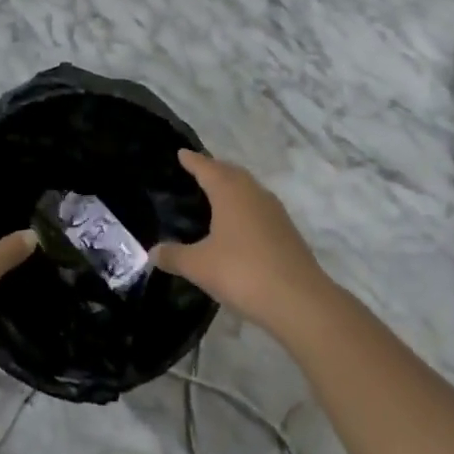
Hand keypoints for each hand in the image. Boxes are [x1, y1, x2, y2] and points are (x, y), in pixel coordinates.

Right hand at [153, 151, 331, 333]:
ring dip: (231, 188)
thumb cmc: (242, 272)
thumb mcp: (199, 266)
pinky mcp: (286, 232)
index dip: (192, 161)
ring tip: (214, 197)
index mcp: (230, 191)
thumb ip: (174, 256)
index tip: (181, 153)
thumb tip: (153, 252)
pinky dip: (244, 208)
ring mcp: (274, 212)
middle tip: (196, 172)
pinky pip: (258, 209)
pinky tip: (237, 226)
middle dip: (213, 170)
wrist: (300, 301)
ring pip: (248, 190)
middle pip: (230, 173)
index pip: (206, 167)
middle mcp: (254, 193)